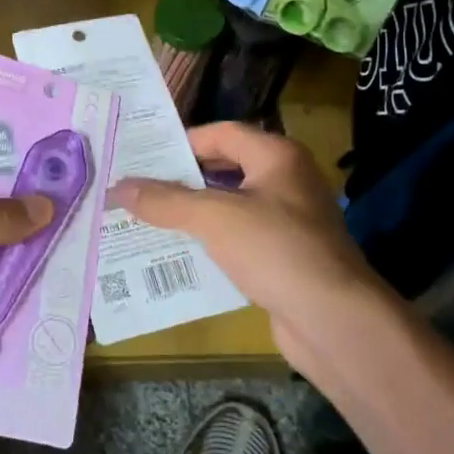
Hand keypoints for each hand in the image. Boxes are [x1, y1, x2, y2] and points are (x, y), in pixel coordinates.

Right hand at [112, 122, 397, 374]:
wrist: (335, 321)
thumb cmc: (276, 250)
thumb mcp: (214, 218)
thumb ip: (165, 200)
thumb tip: (117, 186)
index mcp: (276, 156)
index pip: (221, 133)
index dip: (181, 141)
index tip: (142, 156)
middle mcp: (286, 181)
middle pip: (224, 169)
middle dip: (181, 181)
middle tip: (136, 188)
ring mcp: (288, 222)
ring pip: (229, 208)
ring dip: (191, 215)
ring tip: (145, 221)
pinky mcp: (284, 258)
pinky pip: (238, 241)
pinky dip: (209, 245)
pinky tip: (177, 256)